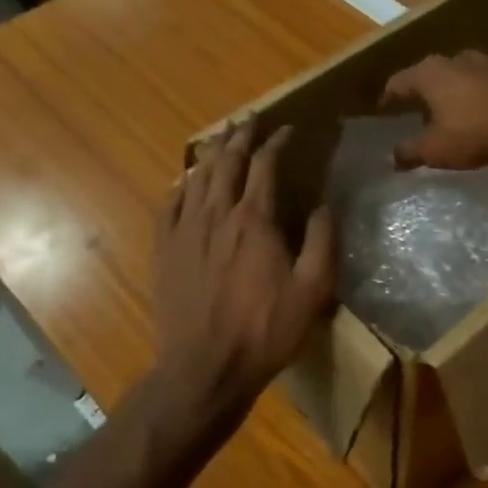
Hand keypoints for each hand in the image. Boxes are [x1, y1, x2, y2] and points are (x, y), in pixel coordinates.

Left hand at [152, 121, 335, 425]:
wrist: (205, 367)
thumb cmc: (265, 331)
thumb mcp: (313, 291)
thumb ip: (322, 242)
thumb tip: (323, 205)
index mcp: (254, 221)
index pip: (265, 165)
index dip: (277, 142)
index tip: (288, 129)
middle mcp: (216, 214)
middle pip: (227, 162)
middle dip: (241, 136)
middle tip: (251, 120)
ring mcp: (185, 231)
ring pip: (197, 178)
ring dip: (212, 154)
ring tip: (222, 139)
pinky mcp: (164, 250)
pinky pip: (169, 205)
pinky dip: (180, 186)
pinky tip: (184, 181)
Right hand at [381, 51, 487, 197]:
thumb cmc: (473, 133)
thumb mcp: (435, 149)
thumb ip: (410, 151)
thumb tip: (392, 157)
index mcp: (429, 74)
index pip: (398, 82)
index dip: (389, 96)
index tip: (384, 107)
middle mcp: (454, 59)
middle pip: (428, 73)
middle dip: (421, 91)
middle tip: (414, 108)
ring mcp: (486, 61)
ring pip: (458, 74)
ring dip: (450, 90)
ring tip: (448, 109)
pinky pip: (483, 82)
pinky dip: (475, 94)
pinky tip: (479, 109)